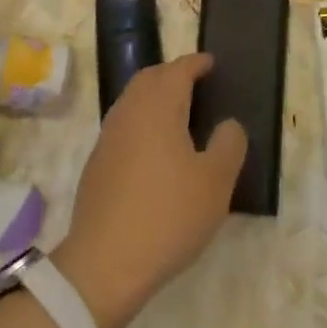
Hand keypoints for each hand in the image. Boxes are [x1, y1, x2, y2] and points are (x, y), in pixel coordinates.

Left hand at [55, 53, 245, 327]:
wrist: (104, 264)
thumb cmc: (168, 215)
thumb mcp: (215, 182)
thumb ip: (229, 145)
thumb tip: (228, 124)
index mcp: (158, 108)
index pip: (177, 71)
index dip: (196, 63)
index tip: (211, 63)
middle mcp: (129, 114)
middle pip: (149, 79)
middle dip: (172, 74)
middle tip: (196, 82)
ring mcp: (108, 139)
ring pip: (132, 101)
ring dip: (154, 96)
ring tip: (179, 112)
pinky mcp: (97, 165)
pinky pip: (123, 125)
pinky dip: (142, 120)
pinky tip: (155, 147)